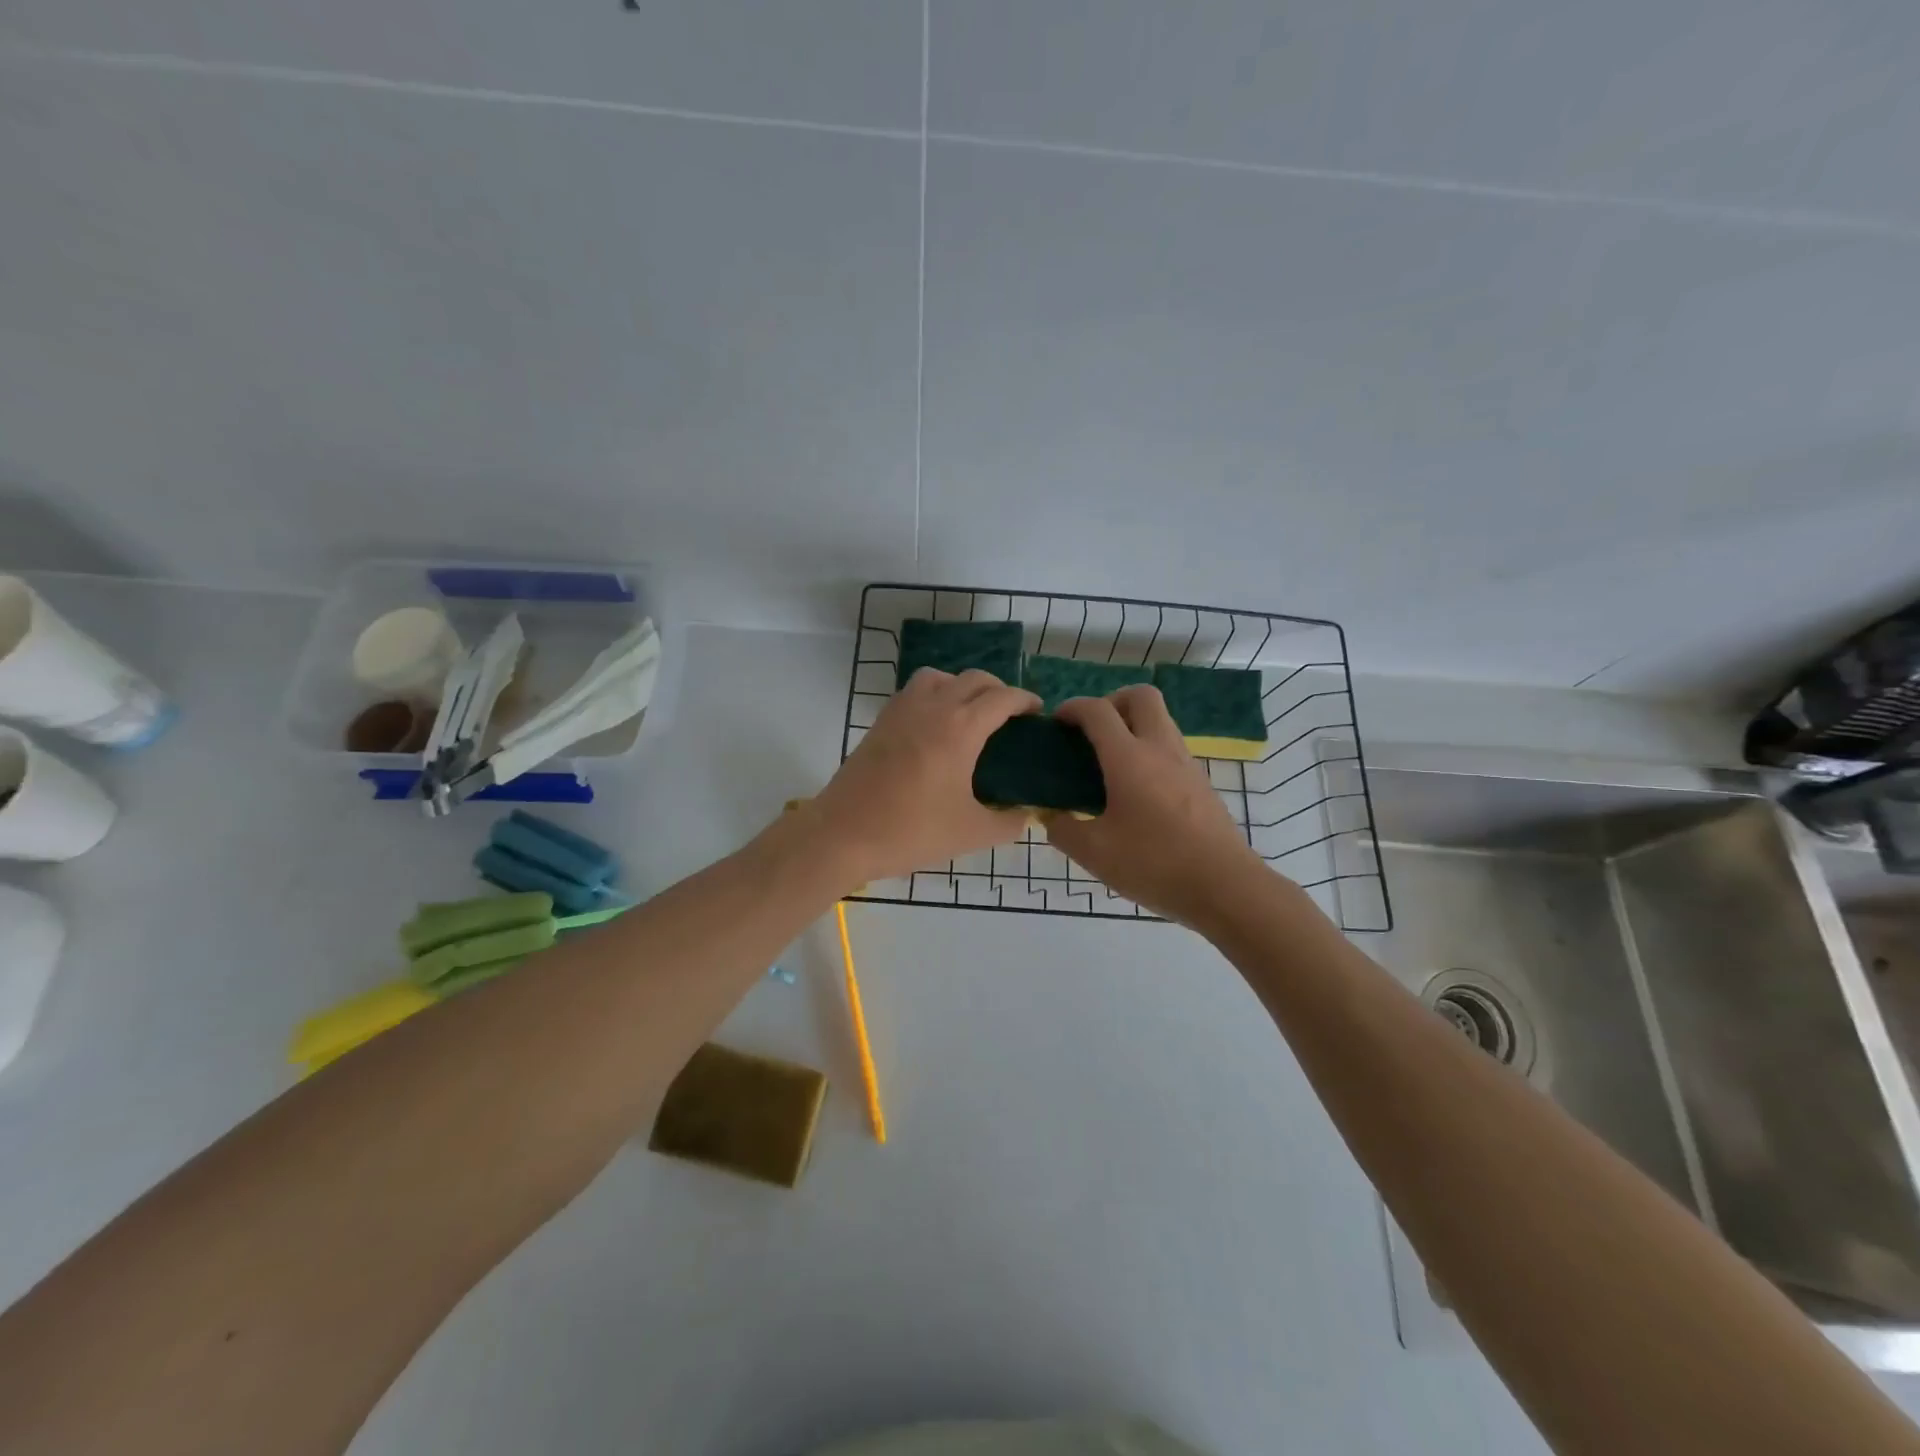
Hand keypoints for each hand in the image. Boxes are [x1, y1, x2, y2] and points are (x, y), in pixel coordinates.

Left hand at [806, 668, 1041, 887]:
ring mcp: (902, 710)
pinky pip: (914, 691)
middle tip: (1010, 716)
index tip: (1037, 713)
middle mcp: (934, 707)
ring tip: (970, 714)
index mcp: (961, 728)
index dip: (1026, 700)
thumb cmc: (912, 831)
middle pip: (974, 679)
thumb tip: (1026, 815)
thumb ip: (1008, 823)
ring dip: (962, 686)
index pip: (1003, 698)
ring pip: (940, 677)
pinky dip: (934, 694)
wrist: (844, 834)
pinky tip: (935, 727)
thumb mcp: (971, 833)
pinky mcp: (881, 721)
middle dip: (999, 690)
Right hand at [1047, 686, 1263, 924]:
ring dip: (1133, 726)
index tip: (1057, 723)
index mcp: (1129, 758)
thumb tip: (1052, 817)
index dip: (1072, 708)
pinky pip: (1170, 748)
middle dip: (1111, 702)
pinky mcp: (1201, 784)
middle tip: (1092, 733)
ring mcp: (1186, 764)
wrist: (1225, 888)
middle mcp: (1160, 749)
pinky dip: (1149, 751)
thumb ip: (1063, 830)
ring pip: (1160, 720)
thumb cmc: (1154, 864)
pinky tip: (1136, 791)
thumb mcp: (1094, 853)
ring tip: (1110, 764)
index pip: (1098, 711)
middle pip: (1140, 696)